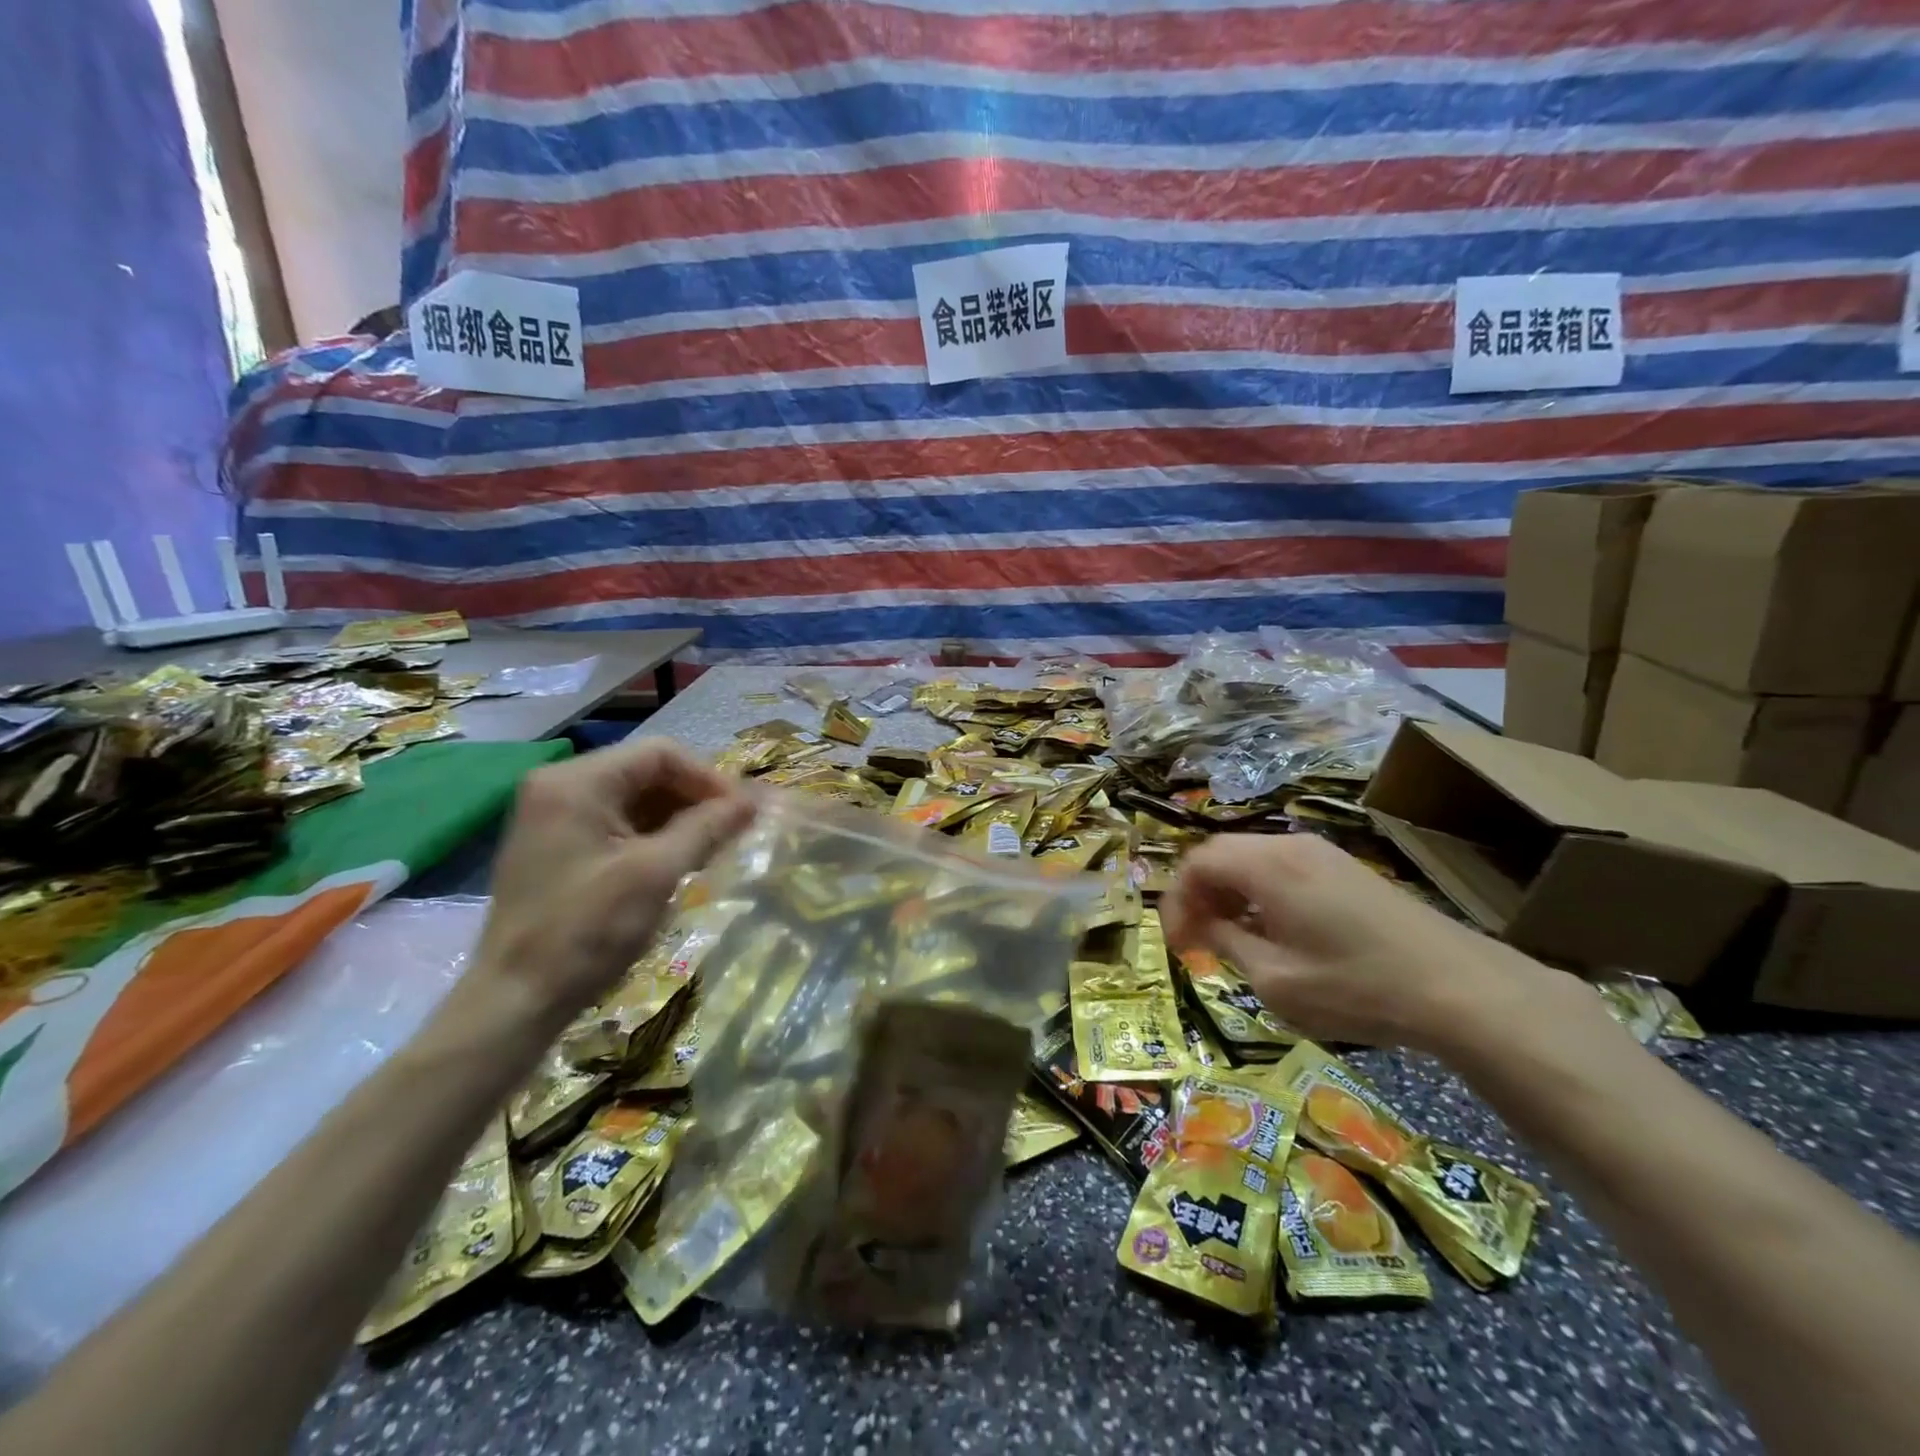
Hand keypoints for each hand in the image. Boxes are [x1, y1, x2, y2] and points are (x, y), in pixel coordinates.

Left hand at [467, 737, 754, 1035]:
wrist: (516, 1001)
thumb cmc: (587, 931)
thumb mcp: (656, 874)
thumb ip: (708, 828)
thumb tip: (756, 800)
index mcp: (577, 782)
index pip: (661, 754)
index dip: (709, 778)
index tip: (743, 812)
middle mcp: (559, 786)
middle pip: (647, 772)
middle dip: (695, 798)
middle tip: (733, 830)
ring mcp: (554, 816)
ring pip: (635, 798)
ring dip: (678, 818)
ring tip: (713, 848)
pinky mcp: (556, 845)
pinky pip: (617, 823)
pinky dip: (653, 835)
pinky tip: (679, 860)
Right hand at [1160, 833, 1564, 1051]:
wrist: (1459, 989)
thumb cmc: (1356, 986)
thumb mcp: (1275, 980)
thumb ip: (1227, 944)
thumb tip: (1206, 927)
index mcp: (1267, 865)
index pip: (1197, 863)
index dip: (1176, 901)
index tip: (1178, 944)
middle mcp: (1291, 846)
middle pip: (1222, 854)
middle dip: (1200, 895)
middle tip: (1198, 940)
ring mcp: (1323, 855)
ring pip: (1253, 860)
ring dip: (1230, 894)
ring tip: (1232, 939)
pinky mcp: (1346, 870)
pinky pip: (1283, 869)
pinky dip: (1261, 894)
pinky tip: (1275, 933)